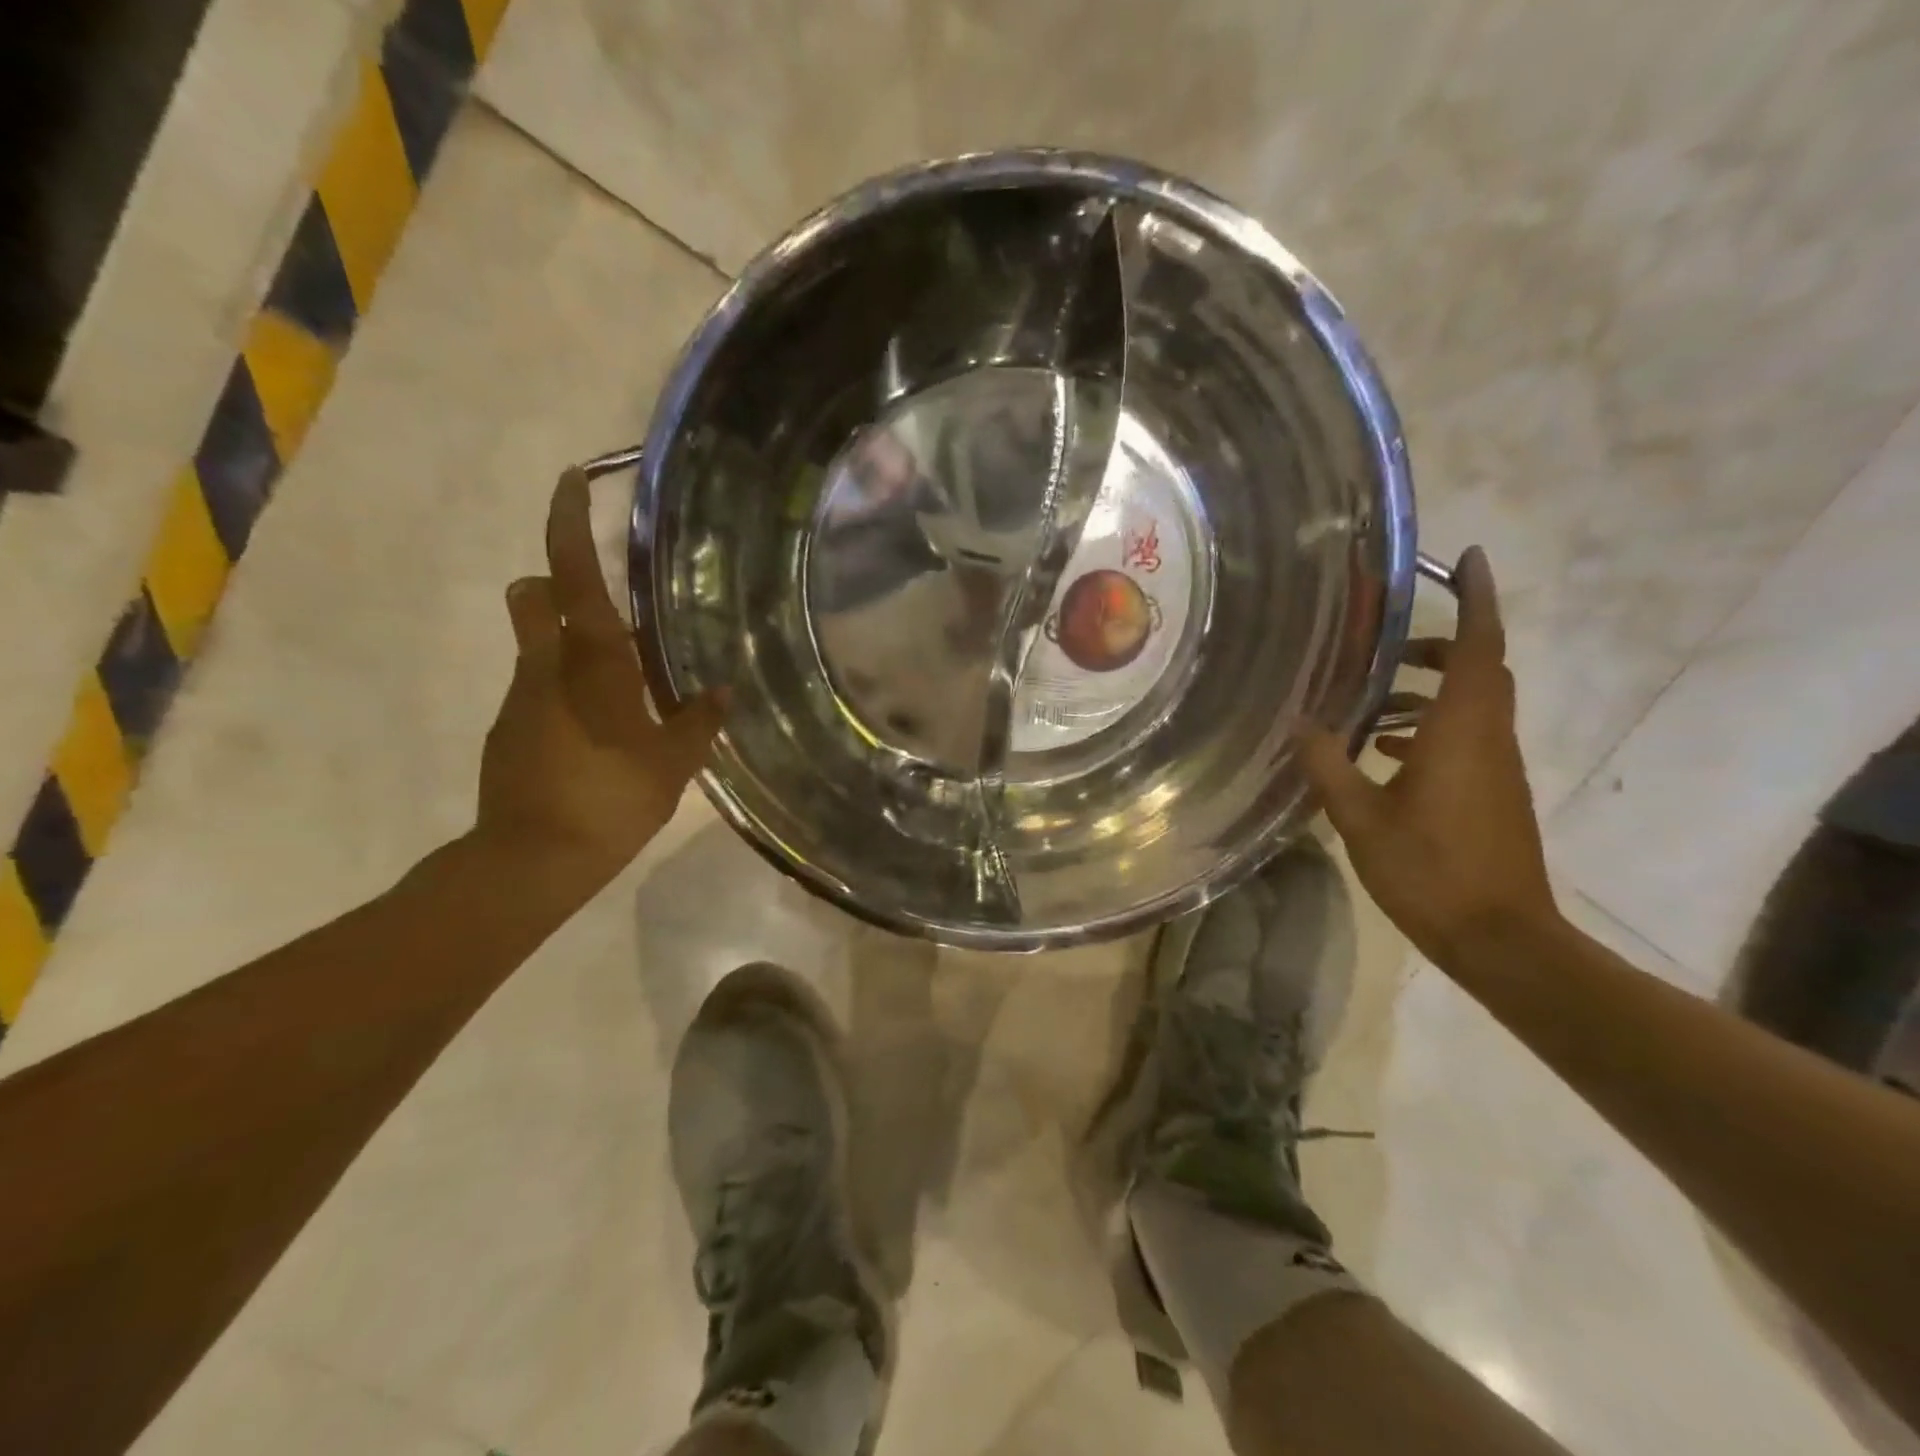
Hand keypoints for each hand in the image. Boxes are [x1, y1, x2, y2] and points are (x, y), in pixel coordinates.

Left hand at [474, 468, 724, 895]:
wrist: (530, 861)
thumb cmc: (608, 799)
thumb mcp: (670, 763)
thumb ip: (696, 722)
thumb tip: (720, 692)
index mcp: (591, 663)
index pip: (570, 577)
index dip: (569, 524)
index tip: (572, 481)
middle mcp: (545, 667)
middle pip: (533, 597)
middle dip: (555, 582)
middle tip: (601, 601)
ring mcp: (520, 699)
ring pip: (538, 647)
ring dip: (570, 647)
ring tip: (620, 687)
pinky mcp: (508, 731)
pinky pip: (539, 691)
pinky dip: (564, 693)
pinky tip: (597, 733)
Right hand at [1296, 547, 1557, 965]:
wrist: (1501, 939)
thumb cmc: (1431, 871)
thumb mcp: (1361, 818)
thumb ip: (1328, 765)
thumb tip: (1302, 722)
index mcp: (1462, 731)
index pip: (1478, 646)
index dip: (1476, 597)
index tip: (1467, 558)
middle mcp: (1487, 738)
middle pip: (1478, 668)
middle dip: (1441, 643)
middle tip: (1388, 641)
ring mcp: (1495, 767)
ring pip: (1470, 704)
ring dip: (1430, 689)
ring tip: (1372, 700)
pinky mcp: (1493, 793)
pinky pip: (1465, 738)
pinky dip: (1430, 728)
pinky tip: (1385, 752)